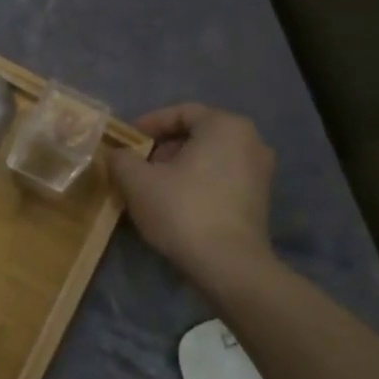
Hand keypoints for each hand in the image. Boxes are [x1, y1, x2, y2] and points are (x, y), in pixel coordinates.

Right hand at [109, 103, 276, 275]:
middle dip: (162, 148)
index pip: (181, 113)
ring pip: (208, 159)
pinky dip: (196, 184)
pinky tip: (173, 205)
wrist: (229, 266)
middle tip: (137, 166)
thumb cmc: (182, 210)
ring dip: (177, 168)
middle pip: (196, 135)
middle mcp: (250, 142)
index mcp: (225, 126)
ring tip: (150, 188)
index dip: (149, 124)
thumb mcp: (136, 180)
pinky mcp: (259, 201)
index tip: (127, 142)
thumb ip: (121, 158)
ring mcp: (260, 173)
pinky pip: (220, 179)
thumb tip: (118, 155)